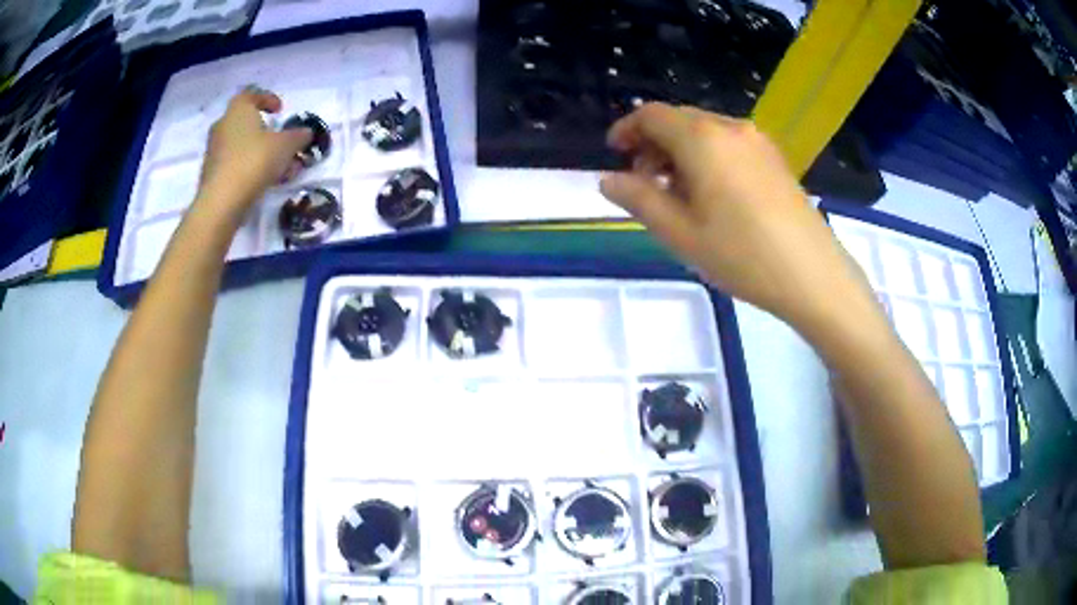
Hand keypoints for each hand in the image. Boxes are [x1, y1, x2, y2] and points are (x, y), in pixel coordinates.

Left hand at [196, 88, 312, 217]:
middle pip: (245, 121)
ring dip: (258, 151)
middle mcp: (222, 125)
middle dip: (264, 130)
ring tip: (277, 167)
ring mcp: (214, 150)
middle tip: (279, 141)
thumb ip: (298, 136)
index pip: (251, 94)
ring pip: (241, 144)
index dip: (268, 99)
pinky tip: (263, 181)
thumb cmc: (254, 161)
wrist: (221, 202)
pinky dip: (248, 167)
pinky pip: (234, 163)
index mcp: (238, 109)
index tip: (280, 111)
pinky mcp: (211, 174)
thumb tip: (306, 133)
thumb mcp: (286, 145)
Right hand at [600, 103, 876, 329]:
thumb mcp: (680, 234)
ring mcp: (758, 141)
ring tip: (677, 195)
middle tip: (644, 183)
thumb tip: (607, 180)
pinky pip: (729, 144)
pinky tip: (711, 195)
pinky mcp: (775, 159)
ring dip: (681, 153)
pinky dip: (708, 158)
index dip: (627, 129)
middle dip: (653, 144)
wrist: (814, 275)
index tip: (614, 154)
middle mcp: (730, 128)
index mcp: (702, 139)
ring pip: (705, 132)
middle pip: (680, 120)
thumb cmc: (743, 255)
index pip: (652, 115)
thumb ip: (639, 200)